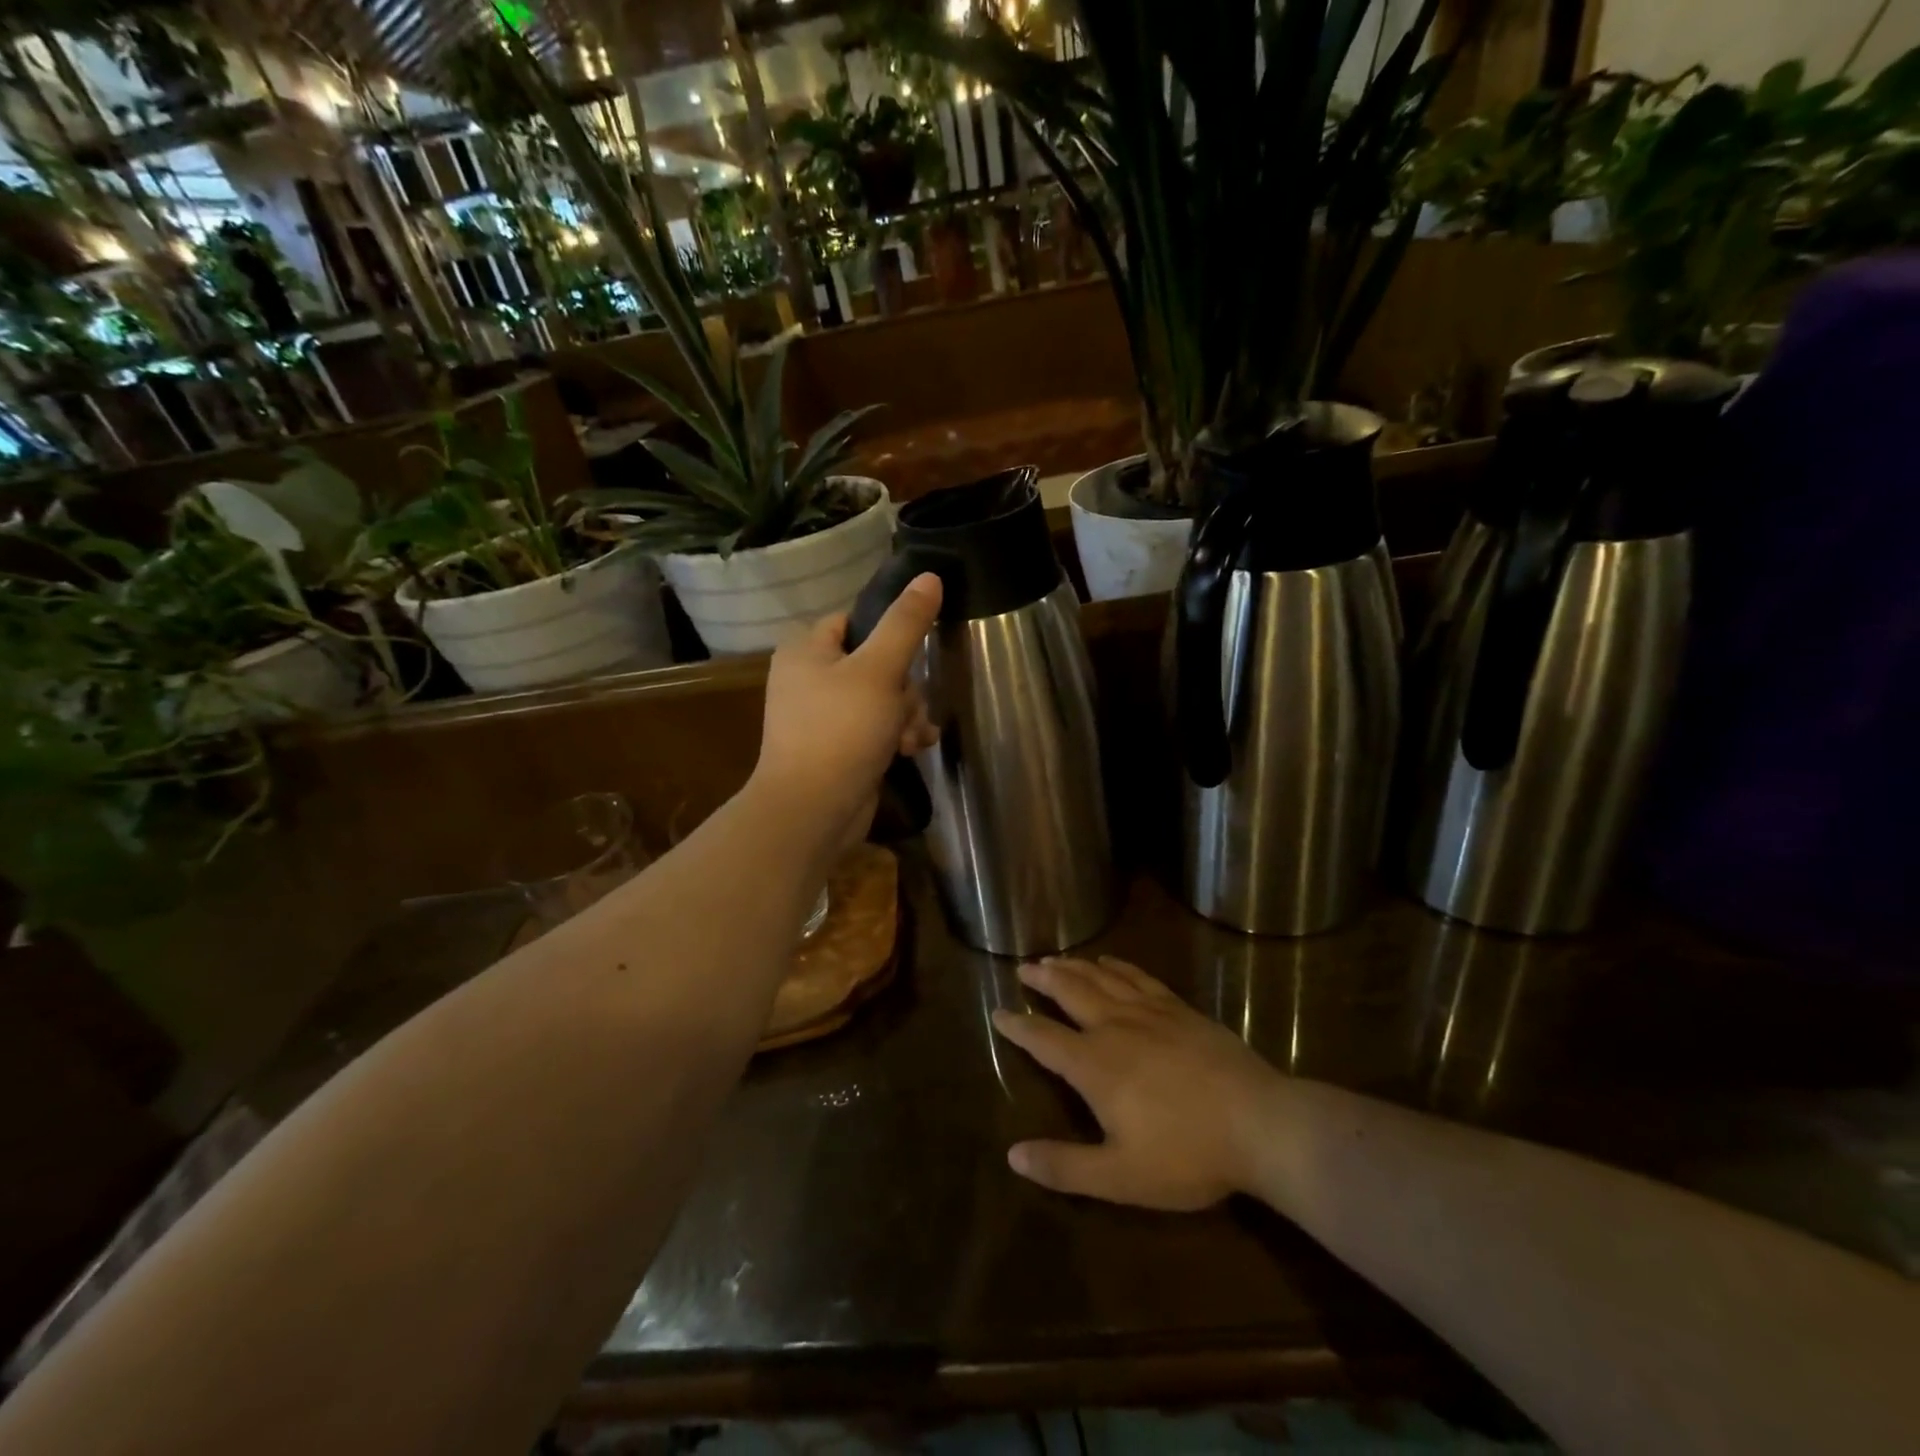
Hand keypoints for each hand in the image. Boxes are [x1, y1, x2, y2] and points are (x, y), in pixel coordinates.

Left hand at [751, 573, 941, 850]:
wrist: (813, 810)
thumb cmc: (841, 731)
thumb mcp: (879, 670)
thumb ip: (906, 623)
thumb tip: (930, 575)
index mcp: (807, 649)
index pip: (855, 619)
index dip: (889, 632)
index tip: (915, 652)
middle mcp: (810, 678)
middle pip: (876, 662)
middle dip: (904, 688)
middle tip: (906, 709)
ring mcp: (823, 716)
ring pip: (883, 698)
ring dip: (906, 715)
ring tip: (911, 738)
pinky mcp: (839, 747)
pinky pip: (876, 728)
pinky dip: (896, 736)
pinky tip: (913, 749)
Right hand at [992, 957, 1281, 1211]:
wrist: (1260, 1124)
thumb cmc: (1188, 1155)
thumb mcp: (1121, 1177)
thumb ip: (1065, 1166)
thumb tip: (1013, 1155)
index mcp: (1095, 1065)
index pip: (1044, 1039)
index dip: (1018, 1026)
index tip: (998, 1013)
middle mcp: (1115, 1027)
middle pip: (1069, 992)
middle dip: (1043, 979)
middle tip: (1023, 966)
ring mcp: (1150, 1012)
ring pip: (1101, 979)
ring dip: (1074, 966)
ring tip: (1054, 958)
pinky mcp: (1179, 1009)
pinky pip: (1139, 977)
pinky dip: (1118, 966)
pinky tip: (1110, 961)